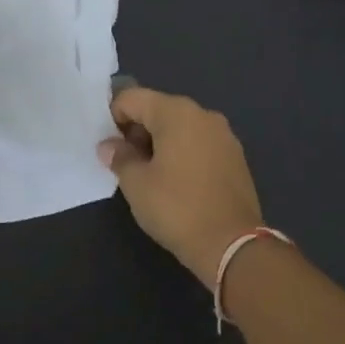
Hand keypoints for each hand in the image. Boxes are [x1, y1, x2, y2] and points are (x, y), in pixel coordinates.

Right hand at [99, 87, 266, 286]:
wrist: (232, 245)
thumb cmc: (177, 208)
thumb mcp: (136, 183)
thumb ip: (119, 157)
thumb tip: (109, 146)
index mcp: (176, 112)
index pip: (133, 98)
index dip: (113, 118)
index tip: (109, 147)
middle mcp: (203, 114)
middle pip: (158, 109)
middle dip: (137, 131)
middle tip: (125, 163)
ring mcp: (224, 135)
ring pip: (180, 127)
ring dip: (160, 143)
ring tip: (149, 175)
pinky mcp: (235, 157)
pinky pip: (199, 143)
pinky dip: (182, 153)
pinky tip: (176, 182)